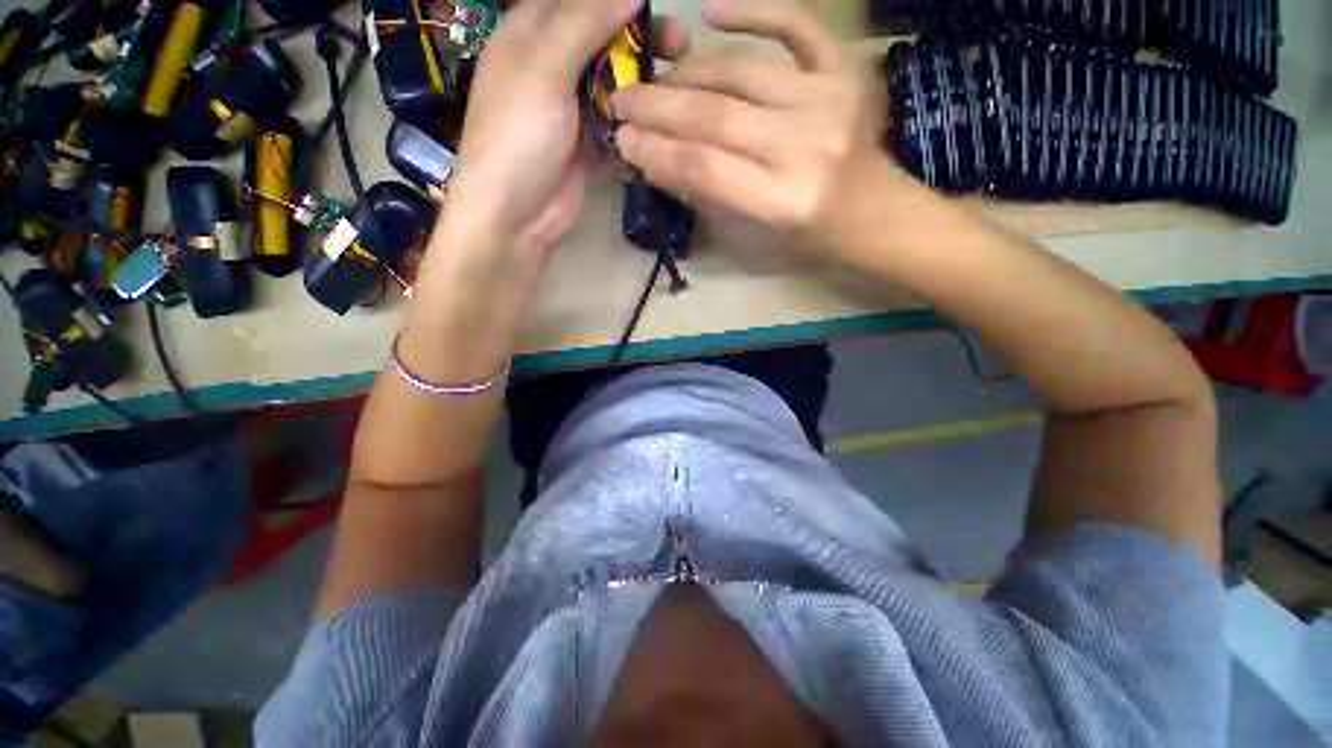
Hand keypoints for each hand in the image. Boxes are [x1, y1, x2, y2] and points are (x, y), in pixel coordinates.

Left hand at [438, 0, 690, 285]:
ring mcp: (571, 108)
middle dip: (639, 37)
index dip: (616, 0)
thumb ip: (584, 24)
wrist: (516, 216)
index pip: (577, 0)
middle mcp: (551, 65)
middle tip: (679, 44)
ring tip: (677, 80)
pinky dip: (636, 118)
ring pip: (613, 81)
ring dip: (643, 80)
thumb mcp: (544, 69)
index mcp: (529, 33)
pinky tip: (660, 117)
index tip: (655, 6)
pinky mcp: (588, 144)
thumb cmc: (518, 136)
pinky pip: (617, 121)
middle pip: (601, 38)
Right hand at [611, 0, 888, 256]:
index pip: (702, 168)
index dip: (656, 152)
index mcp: (778, 203)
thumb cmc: (800, 234)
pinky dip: (751, 11)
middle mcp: (802, 149)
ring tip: (657, 80)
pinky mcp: (843, 70)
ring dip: (687, 73)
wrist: (865, 211)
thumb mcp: (746, 235)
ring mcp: (826, 101)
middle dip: (658, 108)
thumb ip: (702, 195)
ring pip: (738, 72)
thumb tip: (653, 157)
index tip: (622, 140)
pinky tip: (710, 11)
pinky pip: (794, 24)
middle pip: (714, 117)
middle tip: (622, 100)